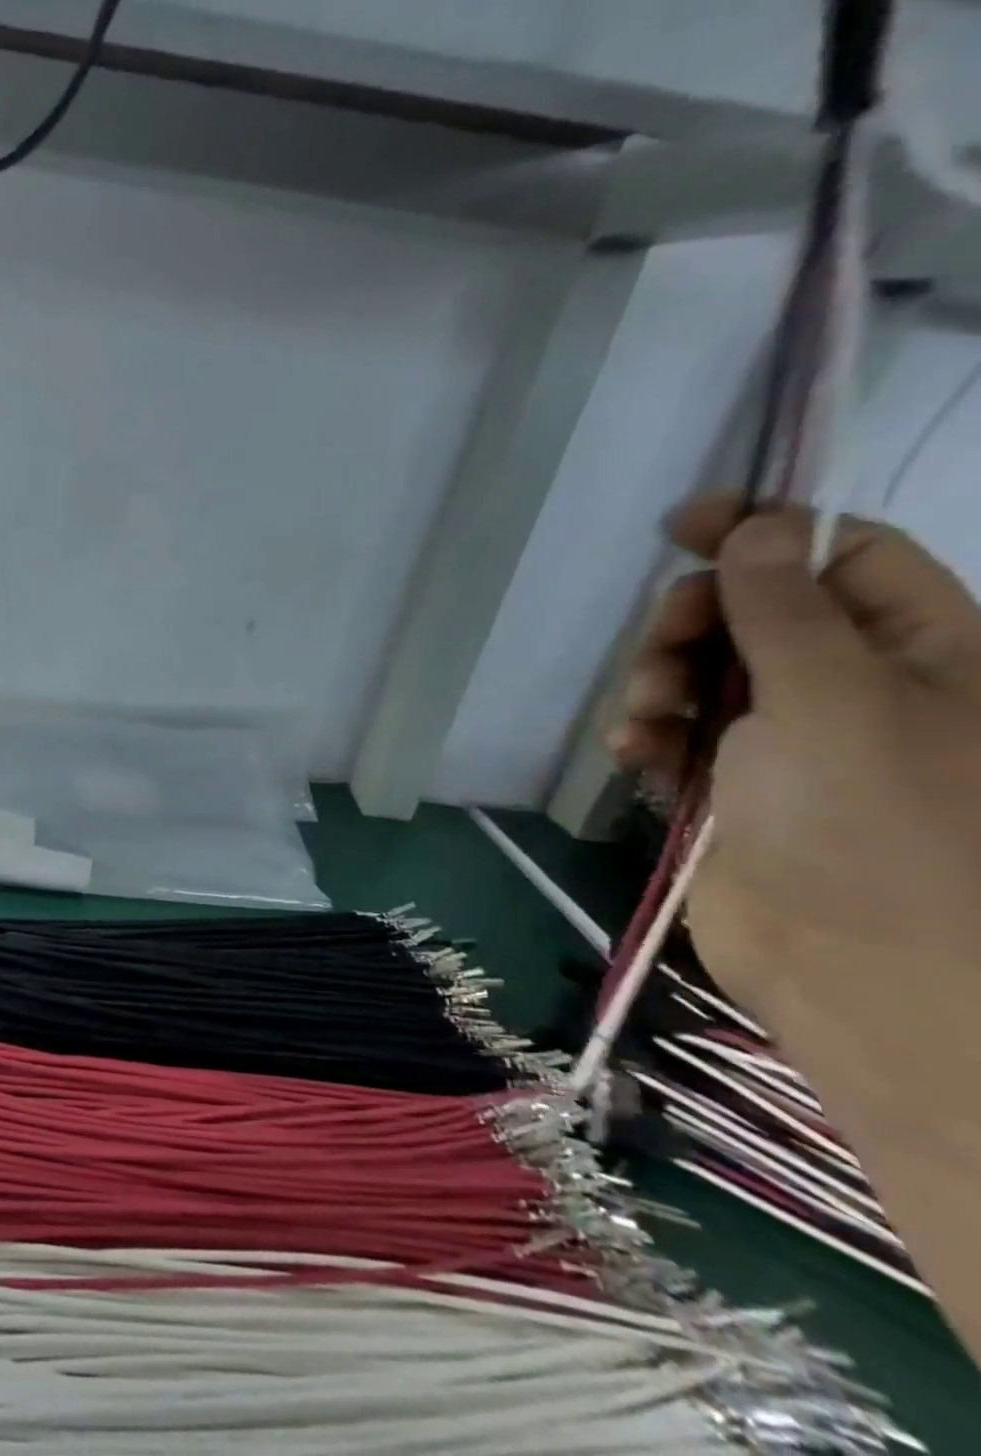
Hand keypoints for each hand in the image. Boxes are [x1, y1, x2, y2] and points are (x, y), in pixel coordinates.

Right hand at [613, 496, 980, 1095]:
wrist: (858, 969)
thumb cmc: (874, 823)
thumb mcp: (835, 697)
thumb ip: (785, 609)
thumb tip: (758, 524)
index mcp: (922, 651)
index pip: (843, 558)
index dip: (766, 532)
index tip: (685, 522)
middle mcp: (853, 686)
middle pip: (752, 614)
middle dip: (693, 624)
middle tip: (667, 648)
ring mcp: (783, 739)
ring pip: (701, 674)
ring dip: (658, 683)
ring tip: (645, 719)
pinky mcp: (726, 784)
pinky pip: (674, 733)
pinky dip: (646, 734)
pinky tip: (632, 751)